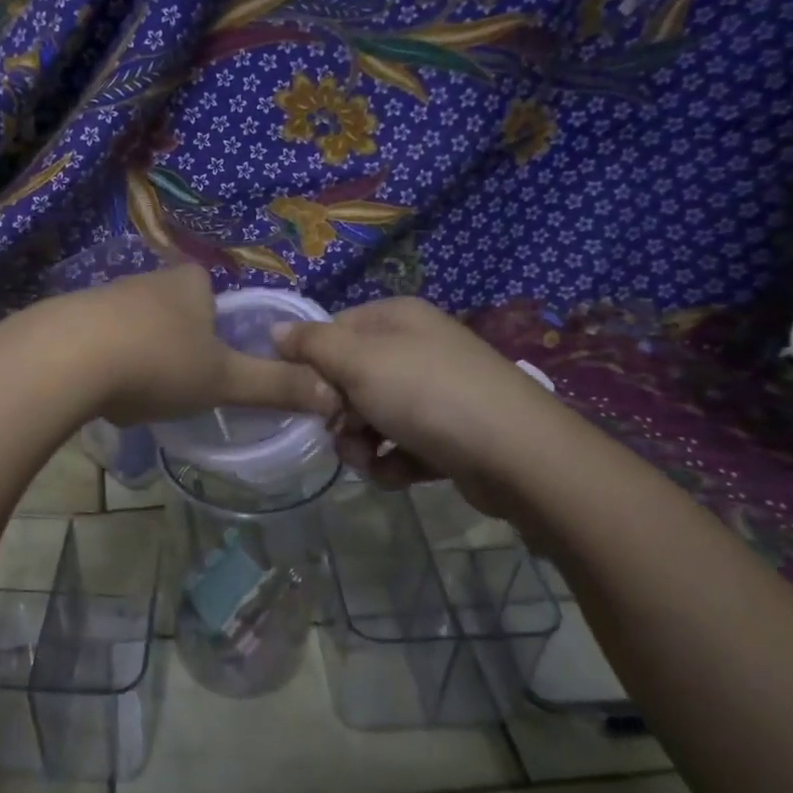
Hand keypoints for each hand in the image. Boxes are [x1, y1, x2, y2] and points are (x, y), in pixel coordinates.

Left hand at [32, 265, 340, 426]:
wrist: (64, 359)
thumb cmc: (158, 362)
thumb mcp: (224, 380)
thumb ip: (276, 387)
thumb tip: (334, 396)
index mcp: (190, 283)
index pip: (213, 295)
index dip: (219, 331)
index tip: (212, 366)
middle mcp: (147, 279)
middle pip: (173, 312)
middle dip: (177, 348)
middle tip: (177, 387)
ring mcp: (102, 295)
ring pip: (134, 328)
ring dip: (140, 358)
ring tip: (136, 395)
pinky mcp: (65, 317)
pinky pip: (96, 341)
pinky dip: (103, 365)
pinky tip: (98, 391)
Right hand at [270, 297, 562, 511]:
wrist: (516, 454)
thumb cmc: (427, 395)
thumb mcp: (359, 362)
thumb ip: (312, 345)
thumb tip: (275, 329)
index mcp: (397, 318)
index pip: (333, 331)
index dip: (314, 364)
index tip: (309, 395)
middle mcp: (417, 348)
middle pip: (350, 378)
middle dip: (339, 414)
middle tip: (342, 432)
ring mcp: (436, 392)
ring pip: (373, 417)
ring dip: (362, 444)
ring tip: (372, 461)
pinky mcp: (449, 433)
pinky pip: (402, 445)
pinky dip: (395, 462)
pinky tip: (401, 474)